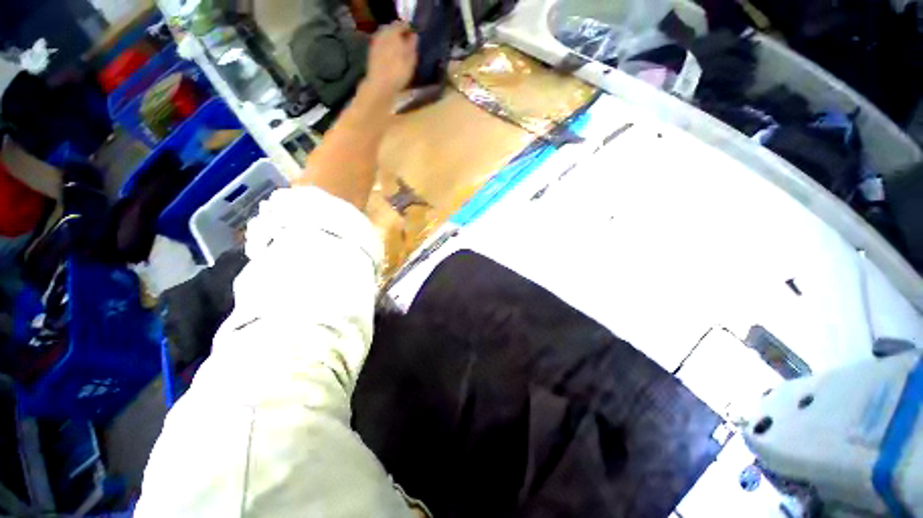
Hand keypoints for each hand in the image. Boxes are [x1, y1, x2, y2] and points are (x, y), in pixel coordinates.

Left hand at [365, 22, 418, 97]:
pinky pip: (381, 45)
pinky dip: (387, 47)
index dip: (408, 28)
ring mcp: (375, 43)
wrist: (380, 85)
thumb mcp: (410, 60)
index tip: (414, 34)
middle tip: (407, 42)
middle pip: (392, 29)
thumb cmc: (398, 73)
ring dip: (393, 41)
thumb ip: (412, 45)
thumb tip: (414, 35)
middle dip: (399, 34)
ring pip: (386, 37)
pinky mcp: (372, 53)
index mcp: (393, 33)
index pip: (401, 24)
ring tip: (400, 50)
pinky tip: (391, 56)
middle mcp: (382, 34)